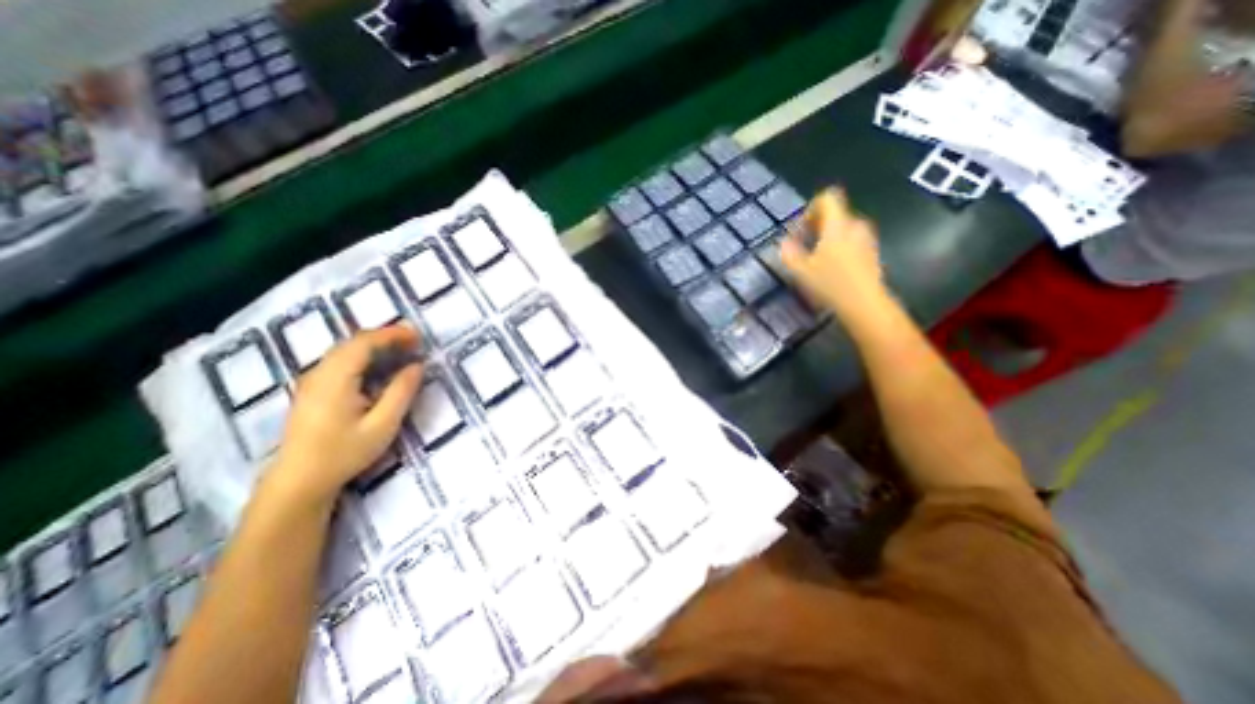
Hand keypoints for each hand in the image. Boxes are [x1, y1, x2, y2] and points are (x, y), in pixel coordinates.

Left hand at [267, 328, 422, 509]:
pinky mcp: (312, 390)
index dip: (392, 334)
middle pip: (353, 342)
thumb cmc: (343, 453)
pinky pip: (340, 361)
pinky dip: (363, 355)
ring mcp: (312, 381)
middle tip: (414, 342)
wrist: (298, 481)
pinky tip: (378, 365)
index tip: (418, 336)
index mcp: (335, 379)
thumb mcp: (383, 425)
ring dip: (374, 344)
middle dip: (385, 336)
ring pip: (345, 350)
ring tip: (401, 350)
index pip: (364, 342)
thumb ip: (401, 392)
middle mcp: (319, 373)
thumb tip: (417, 365)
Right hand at [780, 186, 886, 318]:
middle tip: (804, 247)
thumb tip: (784, 243)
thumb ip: (789, 253)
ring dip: (828, 238)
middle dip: (817, 226)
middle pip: (835, 214)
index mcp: (837, 225)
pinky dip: (840, 248)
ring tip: (816, 260)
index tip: (801, 229)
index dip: (811, 208)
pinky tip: (832, 269)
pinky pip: (852, 241)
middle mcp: (855, 225)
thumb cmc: (830, 284)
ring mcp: (867, 239)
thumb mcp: (801, 271)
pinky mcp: (872, 252)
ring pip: (843, 228)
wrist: (865, 304)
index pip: (827, 198)